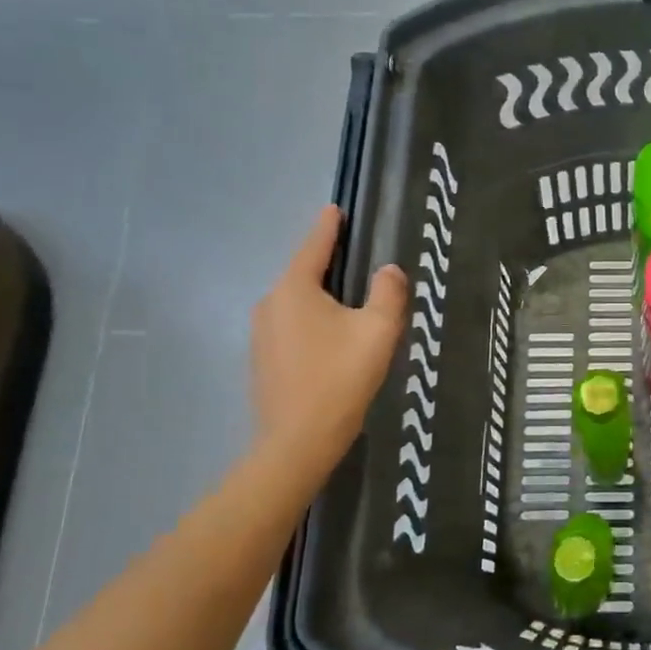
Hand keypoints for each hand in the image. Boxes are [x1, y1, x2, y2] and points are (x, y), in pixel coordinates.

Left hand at [251, 206, 407, 486]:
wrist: (298, 440)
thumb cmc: (341, 378)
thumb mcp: (378, 331)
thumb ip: (388, 293)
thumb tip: (389, 271)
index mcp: (295, 290)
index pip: (314, 247)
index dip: (328, 227)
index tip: (335, 209)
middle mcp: (270, 304)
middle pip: (303, 276)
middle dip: (327, 266)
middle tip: (355, 260)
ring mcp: (261, 334)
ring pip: (297, 304)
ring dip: (321, 299)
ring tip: (349, 304)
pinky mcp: (262, 360)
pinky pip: (291, 327)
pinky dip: (312, 323)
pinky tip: (331, 341)